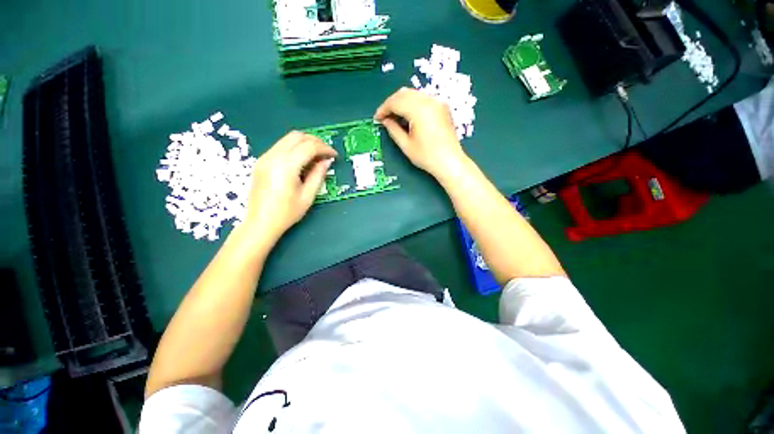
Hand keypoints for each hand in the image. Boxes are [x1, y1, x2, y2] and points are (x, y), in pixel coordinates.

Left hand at [243, 131, 336, 241]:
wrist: (260, 222)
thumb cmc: (287, 213)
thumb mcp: (308, 196)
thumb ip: (318, 175)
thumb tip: (327, 161)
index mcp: (286, 166)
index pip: (309, 146)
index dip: (324, 148)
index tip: (334, 155)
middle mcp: (273, 156)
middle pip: (297, 136)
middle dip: (315, 141)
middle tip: (326, 153)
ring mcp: (265, 157)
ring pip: (288, 139)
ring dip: (305, 143)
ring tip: (316, 156)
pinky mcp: (262, 161)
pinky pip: (281, 146)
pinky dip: (295, 148)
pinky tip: (302, 160)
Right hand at [374, 88, 467, 178]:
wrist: (450, 162)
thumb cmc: (427, 157)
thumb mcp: (406, 145)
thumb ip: (393, 130)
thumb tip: (385, 121)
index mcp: (419, 110)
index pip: (396, 101)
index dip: (384, 109)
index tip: (377, 118)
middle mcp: (429, 101)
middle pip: (404, 94)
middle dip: (391, 103)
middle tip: (384, 117)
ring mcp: (437, 102)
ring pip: (413, 94)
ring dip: (401, 102)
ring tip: (395, 118)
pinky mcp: (442, 107)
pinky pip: (423, 98)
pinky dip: (412, 103)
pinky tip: (409, 116)